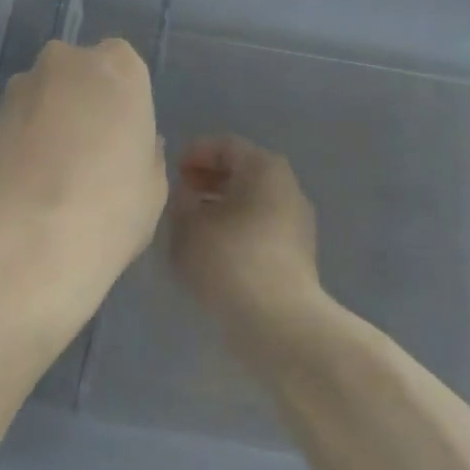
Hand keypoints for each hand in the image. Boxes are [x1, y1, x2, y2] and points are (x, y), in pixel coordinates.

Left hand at [0, 39, 167, 336]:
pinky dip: (18, 146)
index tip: (122, 137)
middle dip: (81, 103)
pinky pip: (12, 126)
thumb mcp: (153, 184)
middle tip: (88, 153)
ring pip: (40, 97)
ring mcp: (19, 88)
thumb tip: (125, 144)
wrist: (30, 242)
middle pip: (77, 73)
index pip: (123, 66)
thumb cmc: (111, 206)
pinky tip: (24, 188)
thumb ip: (144, 150)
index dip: (122, 101)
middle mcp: (65, 62)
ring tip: (51, 176)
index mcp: (117, 66)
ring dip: (46, 122)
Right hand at [168, 135, 322, 346]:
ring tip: (191, 225)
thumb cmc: (229, 260)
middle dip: (208, 180)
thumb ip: (181, 201)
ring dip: (221, 207)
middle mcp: (286, 186)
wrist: (279, 324)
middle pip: (241, 172)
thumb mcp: (187, 225)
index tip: (171, 170)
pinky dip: (236, 230)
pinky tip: (213, 250)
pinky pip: (260, 229)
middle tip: (179, 195)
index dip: (194, 153)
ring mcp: (296, 222)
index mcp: (263, 167)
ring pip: (251, 202)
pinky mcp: (297, 256)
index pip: (224, 145)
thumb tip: (186, 195)